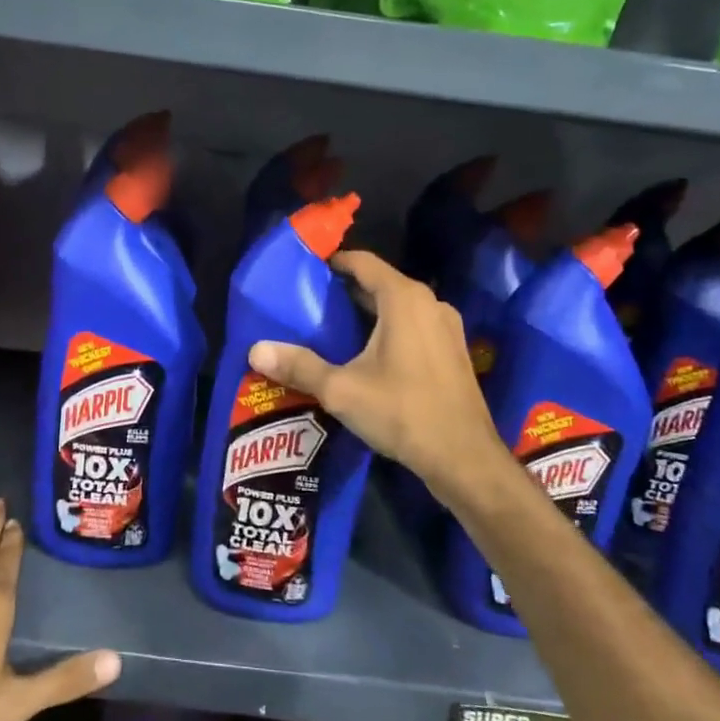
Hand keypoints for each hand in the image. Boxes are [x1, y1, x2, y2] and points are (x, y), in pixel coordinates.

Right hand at [250, 251, 510, 506]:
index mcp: (404, 299)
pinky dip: (389, 329)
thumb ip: (299, 366)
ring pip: (399, 307)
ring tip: (333, 328)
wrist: (464, 458)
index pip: (363, 262)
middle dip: (347, 290)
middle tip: (311, 303)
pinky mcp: (453, 352)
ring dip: (369, 312)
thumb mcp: (341, 390)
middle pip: (381, 283)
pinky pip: (414, 326)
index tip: (307, 271)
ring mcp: (446, 328)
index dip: (334, 262)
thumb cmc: (402, 412)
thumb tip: (255, 350)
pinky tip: (368, 355)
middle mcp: (429, 303)